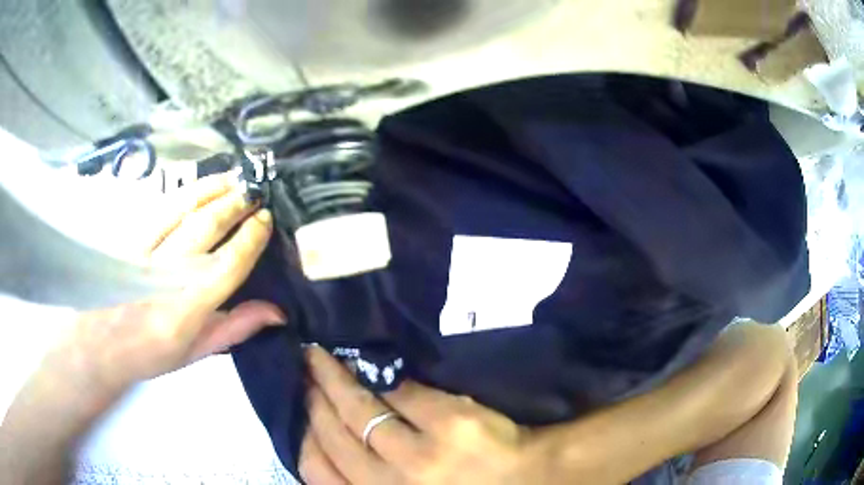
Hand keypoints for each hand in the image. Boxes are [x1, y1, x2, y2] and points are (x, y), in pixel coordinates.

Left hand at [60, 173, 283, 391]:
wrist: (100, 344)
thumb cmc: (151, 355)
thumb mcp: (196, 352)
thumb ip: (235, 327)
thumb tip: (276, 311)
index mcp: (187, 310)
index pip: (227, 264)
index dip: (250, 238)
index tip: (265, 220)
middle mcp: (166, 275)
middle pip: (205, 226)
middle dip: (234, 204)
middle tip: (255, 192)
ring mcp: (145, 251)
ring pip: (183, 208)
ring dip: (212, 189)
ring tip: (233, 178)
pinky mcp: (131, 238)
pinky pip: (162, 208)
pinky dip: (186, 193)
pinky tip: (200, 187)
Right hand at [299, 346, 545, 484]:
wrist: (531, 481)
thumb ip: (369, 481)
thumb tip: (327, 443)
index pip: (319, 471)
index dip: (303, 435)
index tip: (297, 409)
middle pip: (334, 435)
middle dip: (312, 398)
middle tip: (303, 371)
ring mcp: (421, 456)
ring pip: (359, 409)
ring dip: (334, 379)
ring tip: (318, 357)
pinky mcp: (450, 423)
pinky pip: (401, 393)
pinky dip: (380, 378)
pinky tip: (368, 365)